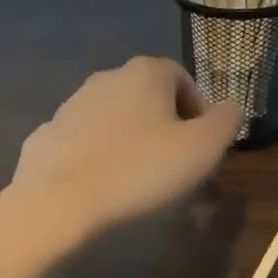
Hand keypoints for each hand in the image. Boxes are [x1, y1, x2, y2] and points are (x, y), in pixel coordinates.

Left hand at [8, 57, 243, 247]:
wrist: (55, 205)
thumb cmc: (139, 170)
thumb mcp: (203, 149)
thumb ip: (226, 121)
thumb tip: (232, 107)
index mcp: (147, 72)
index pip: (183, 79)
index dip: (198, 112)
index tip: (202, 147)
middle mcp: (109, 77)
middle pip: (148, 96)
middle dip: (164, 125)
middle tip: (173, 165)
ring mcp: (72, 104)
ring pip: (114, 118)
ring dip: (129, 140)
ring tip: (136, 181)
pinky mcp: (46, 135)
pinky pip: (83, 142)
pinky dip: (95, 158)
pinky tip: (100, 189)